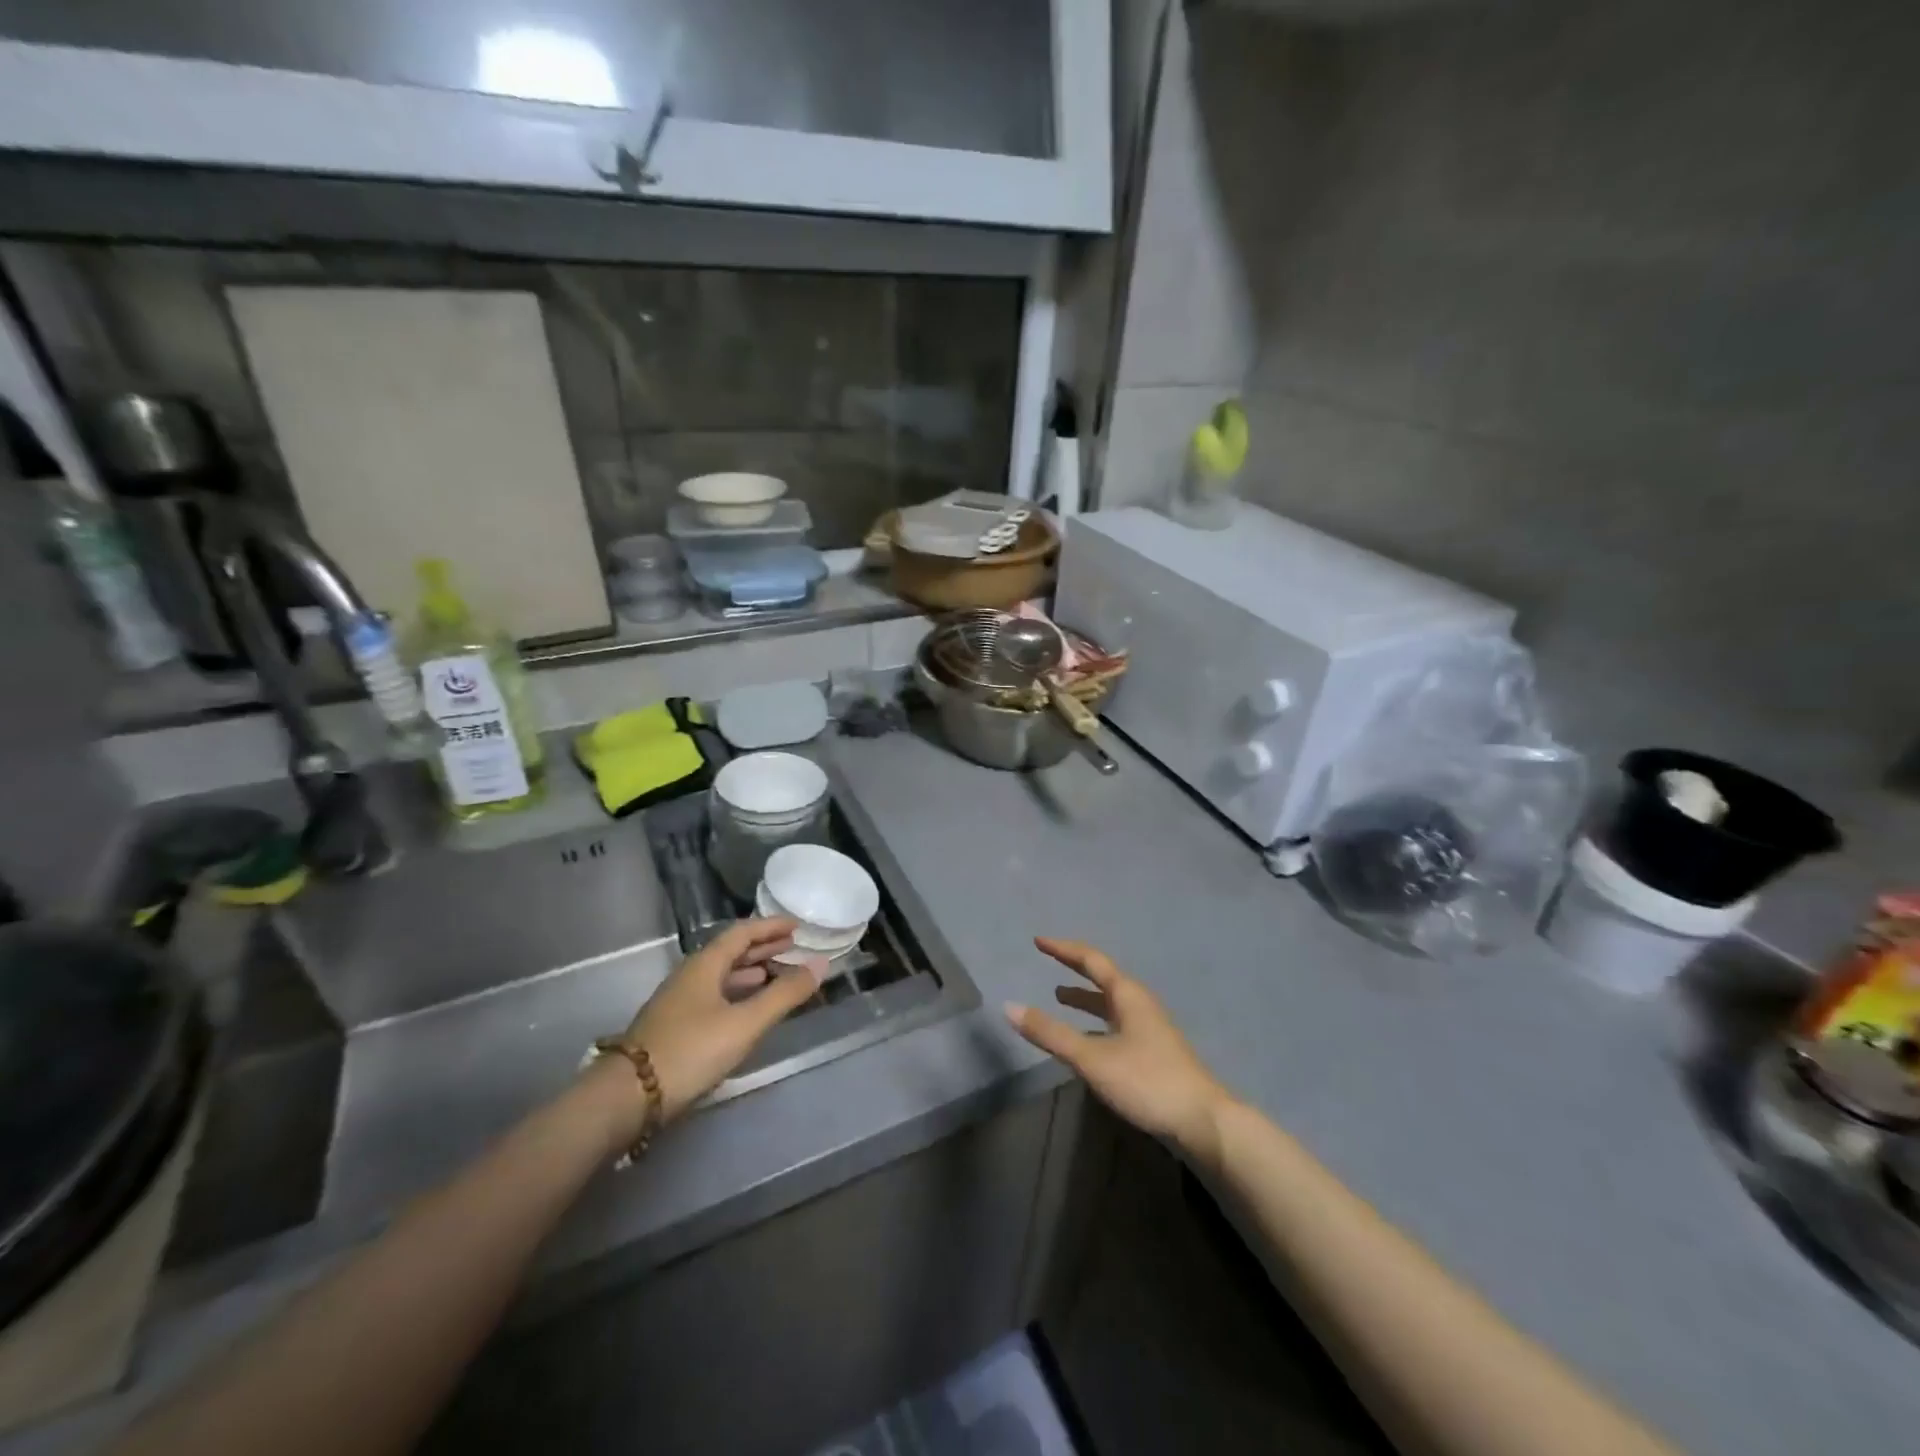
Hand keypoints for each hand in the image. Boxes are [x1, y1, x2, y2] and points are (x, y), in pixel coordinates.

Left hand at [610, 917, 823, 1131]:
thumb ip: (784, 994)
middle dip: (763, 947)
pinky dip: (738, 992)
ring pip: (721, 974)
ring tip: (777, 973)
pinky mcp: (675, 1025)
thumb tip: (820, 964)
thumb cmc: (691, 1050)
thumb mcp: (745, 1023)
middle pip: (730, 951)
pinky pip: (714, 994)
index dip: (770, 926)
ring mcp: (679, 1001)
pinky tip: (748, 1008)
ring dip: (751, 970)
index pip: (742, 933)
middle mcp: (690, 975)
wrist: (627, 1096)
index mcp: (705, 964)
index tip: (797, 925)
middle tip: (792, 946)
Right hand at [1005, 937, 1232, 1165]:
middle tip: (1049, 960)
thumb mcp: (1092, 1057)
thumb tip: (1009, 1006)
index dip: (1063, 949)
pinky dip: (1095, 1023)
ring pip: (1110, 1004)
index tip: (1038, 942)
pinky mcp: (1152, 1052)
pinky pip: (1116, 1024)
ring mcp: (1149, 1029)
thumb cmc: (1146, 1081)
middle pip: (1103, 978)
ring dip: (1085, 998)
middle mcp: (1140, 1004)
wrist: (1203, 1122)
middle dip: (1074, 969)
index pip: (1091, 960)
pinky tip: (1085, 1040)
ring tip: (1059, 997)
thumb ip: (1050, 1033)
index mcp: (1128, 995)